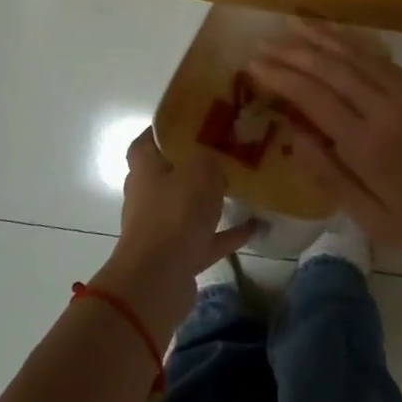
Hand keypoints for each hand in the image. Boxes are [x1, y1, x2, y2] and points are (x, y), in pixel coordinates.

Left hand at [98, 129, 255, 335]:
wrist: (157, 282)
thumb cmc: (174, 215)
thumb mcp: (200, 171)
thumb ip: (211, 158)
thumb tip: (217, 159)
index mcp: (145, 169)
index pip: (149, 140)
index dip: (168, 128)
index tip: (196, 119)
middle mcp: (149, 196)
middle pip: (172, 173)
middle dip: (196, 163)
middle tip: (227, 150)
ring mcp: (163, 228)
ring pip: (190, 206)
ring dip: (212, 199)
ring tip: (244, 184)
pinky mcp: (179, 255)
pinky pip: (208, 238)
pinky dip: (228, 232)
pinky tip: (256, 224)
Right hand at [249, 21, 401, 285]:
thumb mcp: (373, 219)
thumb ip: (329, 175)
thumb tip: (289, 137)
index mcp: (368, 146)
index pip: (312, 97)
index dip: (280, 77)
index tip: (253, 64)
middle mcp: (386, 110)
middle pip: (331, 69)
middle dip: (294, 52)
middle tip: (264, 42)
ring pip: (358, 57)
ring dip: (323, 39)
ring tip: (293, 25)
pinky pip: (384, 61)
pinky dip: (356, 46)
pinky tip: (339, 40)